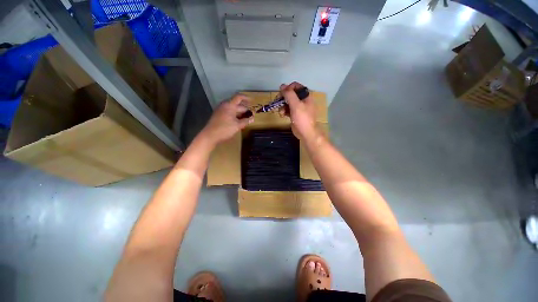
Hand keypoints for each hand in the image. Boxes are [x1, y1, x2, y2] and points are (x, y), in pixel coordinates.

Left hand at [201, 94, 253, 144]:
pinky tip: (239, 120)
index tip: (252, 101)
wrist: (210, 135)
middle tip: (251, 113)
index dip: (246, 98)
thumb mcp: (237, 125)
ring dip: (240, 112)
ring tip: (246, 117)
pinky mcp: (219, 115)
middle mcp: (224, 106)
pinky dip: (235, 115)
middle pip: (236, 104)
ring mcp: (221, 110)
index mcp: (229, 105)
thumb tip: (252, 118)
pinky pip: (229, 112)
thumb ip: (245, 121)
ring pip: (232, 109)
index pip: (239, 97)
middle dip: (244, 108)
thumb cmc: (225, 129)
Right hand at [279, 82, 316, 139]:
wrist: (306, 133)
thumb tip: (282, 85)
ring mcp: (298, 108)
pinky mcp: (295, 114)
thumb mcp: (296, 105)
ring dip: (282, 106)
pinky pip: (287, 109)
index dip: (288, 88)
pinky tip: (282, 115)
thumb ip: (289, 94)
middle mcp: (302, 100)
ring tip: (281, 112)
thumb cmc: (303, 118)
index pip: (296, 86)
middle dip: (283, 98)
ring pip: (288, 102)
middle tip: (277, 102)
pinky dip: (284, 111)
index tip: (281, 94)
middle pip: (290, 94)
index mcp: (305, 96)